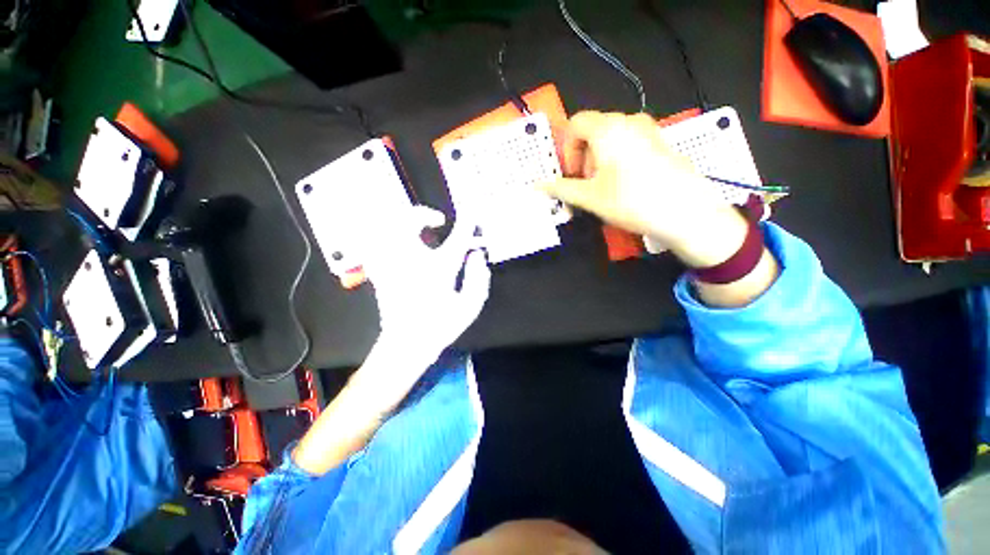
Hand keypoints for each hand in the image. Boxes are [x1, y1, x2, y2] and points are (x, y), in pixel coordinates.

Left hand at [361, 205, 490, 368]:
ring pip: (386, 228)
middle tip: (437, 221)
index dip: (467, 223)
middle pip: (409, 222)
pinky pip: (375, 243)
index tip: (472, 215)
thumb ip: (478, 278)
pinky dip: (385, 236)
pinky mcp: (379, 270)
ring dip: (402, 222)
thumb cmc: (441, 325)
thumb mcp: (470, 306)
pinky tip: (397, 242)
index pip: (456, 239)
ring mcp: (391, 264)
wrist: (407, 344)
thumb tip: (477, 255)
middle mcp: (412, 261)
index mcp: (438, 270)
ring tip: (417, 230)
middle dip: (423, 214)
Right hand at [543, 111, 748, 267]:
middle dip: (583, 157)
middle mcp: (629, 121)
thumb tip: (538, 186)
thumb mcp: (590, 197)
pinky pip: (630, 143)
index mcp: (608, 129)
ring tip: (606, 187)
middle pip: (594, 130)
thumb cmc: (630, 201)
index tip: (570, 174)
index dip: (566, 149)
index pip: (576, 124)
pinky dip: (618, 159)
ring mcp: (649, 130)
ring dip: (599, 159)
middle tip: (586, 184)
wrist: (685, 212)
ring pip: (612, 138)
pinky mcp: (662, 142)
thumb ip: (561, 188)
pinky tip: (626, 184)